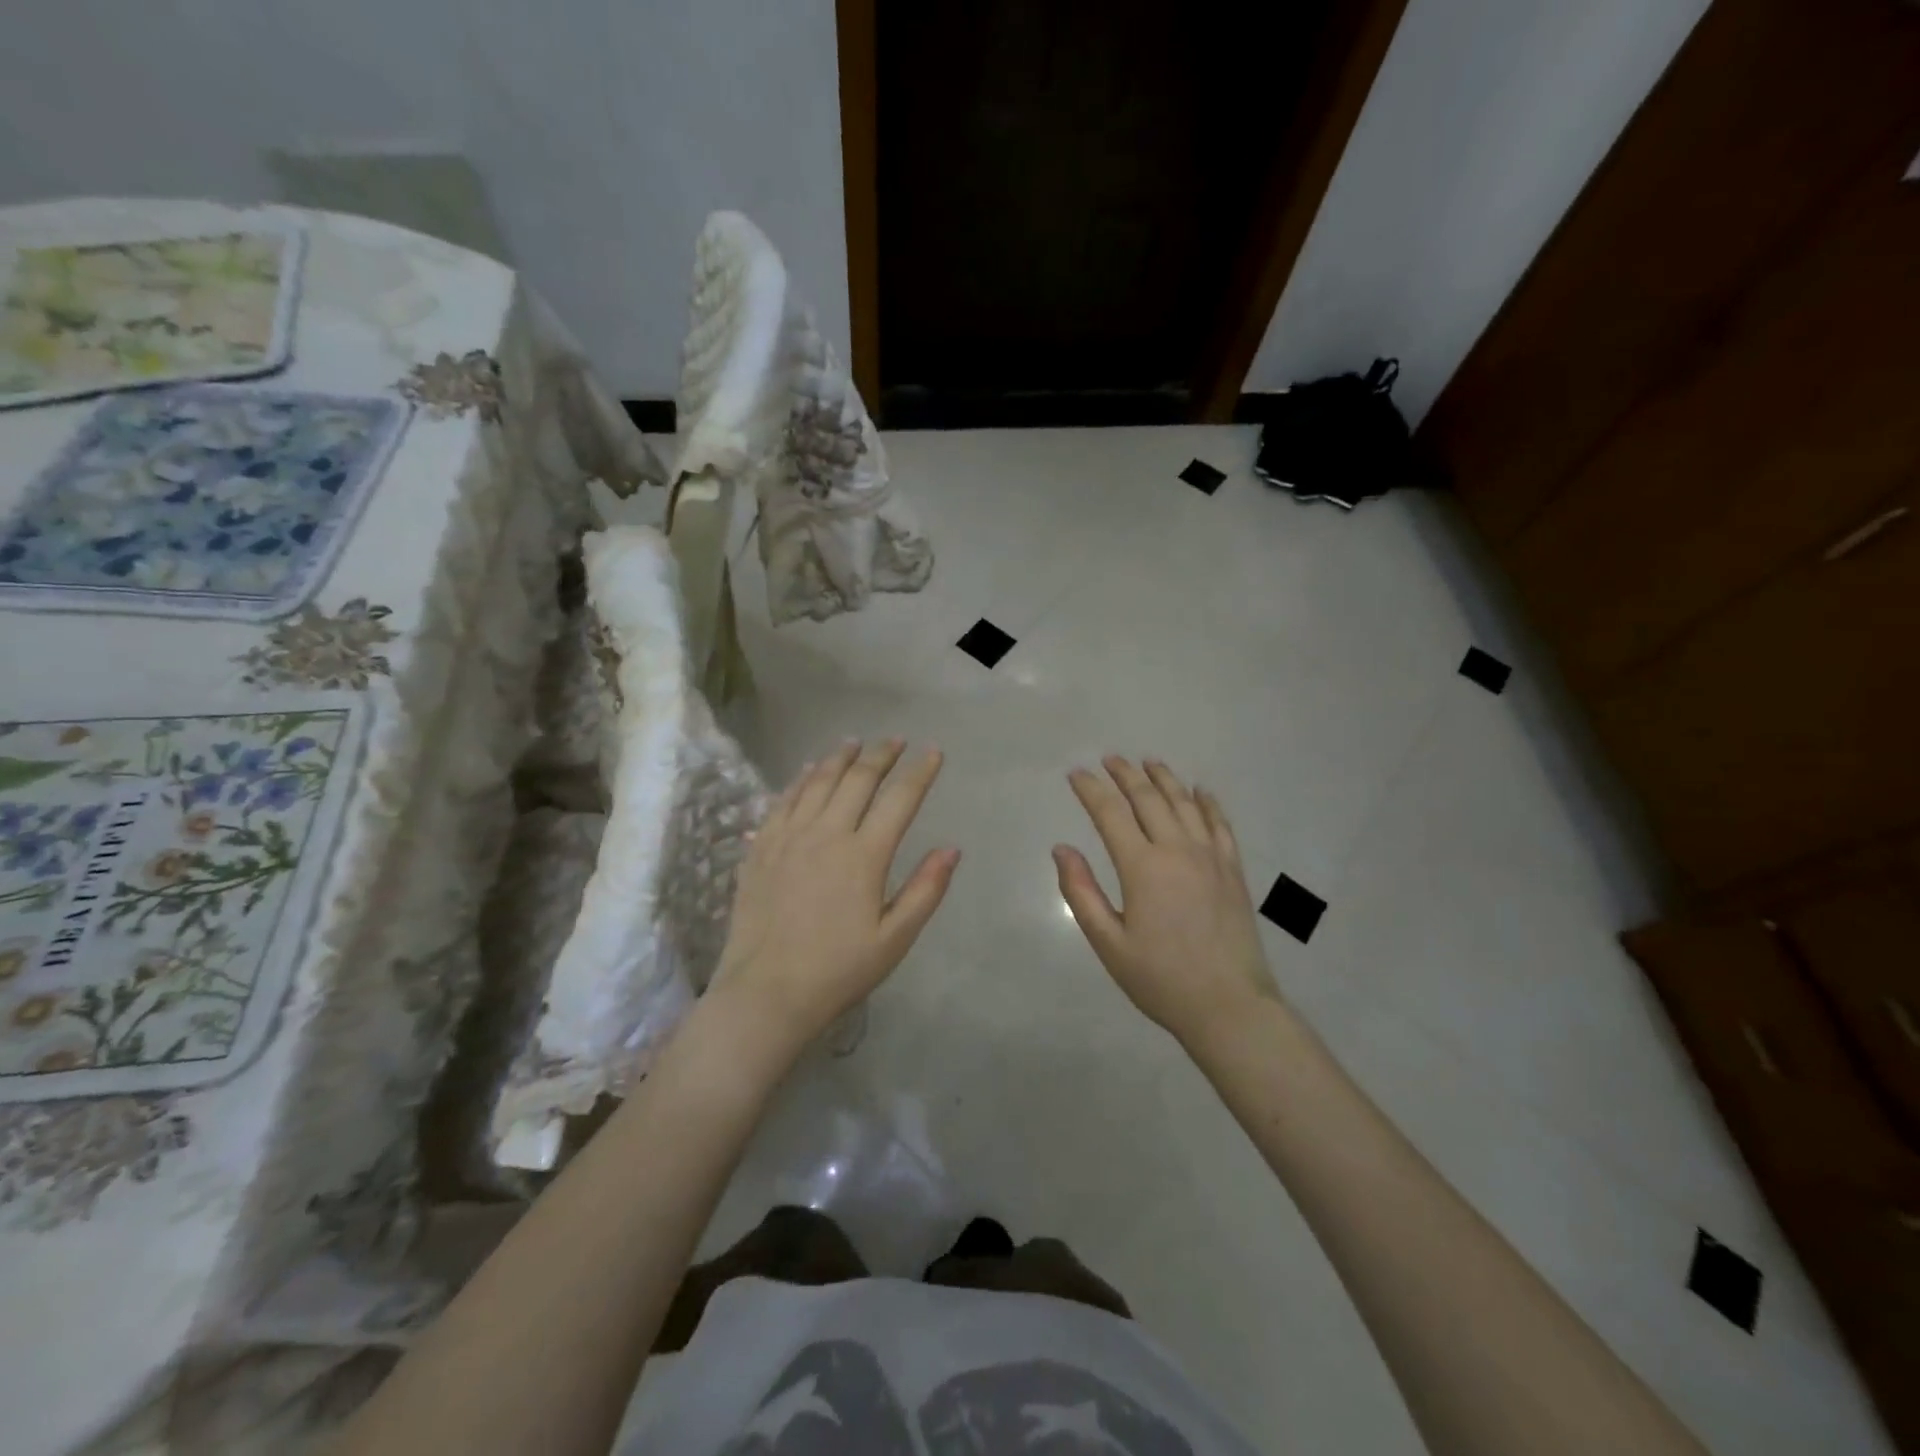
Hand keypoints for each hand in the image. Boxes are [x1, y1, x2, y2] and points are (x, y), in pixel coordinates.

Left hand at [714, 739, 958, 1051]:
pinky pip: (783, 800)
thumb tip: (952, 848)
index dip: (920, 772)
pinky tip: (807, 770)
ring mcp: (788, 838)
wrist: (766, 992)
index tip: (933, 752)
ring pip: (817, 781)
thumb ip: (925, 890)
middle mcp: (826, 834)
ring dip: (840, 757)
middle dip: (881, 755)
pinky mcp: (761, 848)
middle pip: (858, 779)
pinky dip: (800, 779)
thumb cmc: (838, 970)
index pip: (899, 799)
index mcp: (864, 856)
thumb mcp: (894, 939)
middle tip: (895, 739)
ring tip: (855, 742)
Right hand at [1055, 756, 1279, 1046]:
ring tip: (1148, 762)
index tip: (1076, 774)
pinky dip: (1208, 802)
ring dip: (1164, 779)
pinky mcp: (1233, 870)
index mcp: (1142, 867)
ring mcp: (1210, 857)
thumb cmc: (1160, 979)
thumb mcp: (1109, 943)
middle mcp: (1177, 850)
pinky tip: (1200, 790)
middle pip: (1148, 798)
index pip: (1110, 814)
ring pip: (1185, 803)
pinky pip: (1220, 823)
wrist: (1230, 1006)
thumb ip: (1081, 892)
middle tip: (1109, 759)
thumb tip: (1061, 849)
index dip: (1091, 790)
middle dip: (1125, 775)